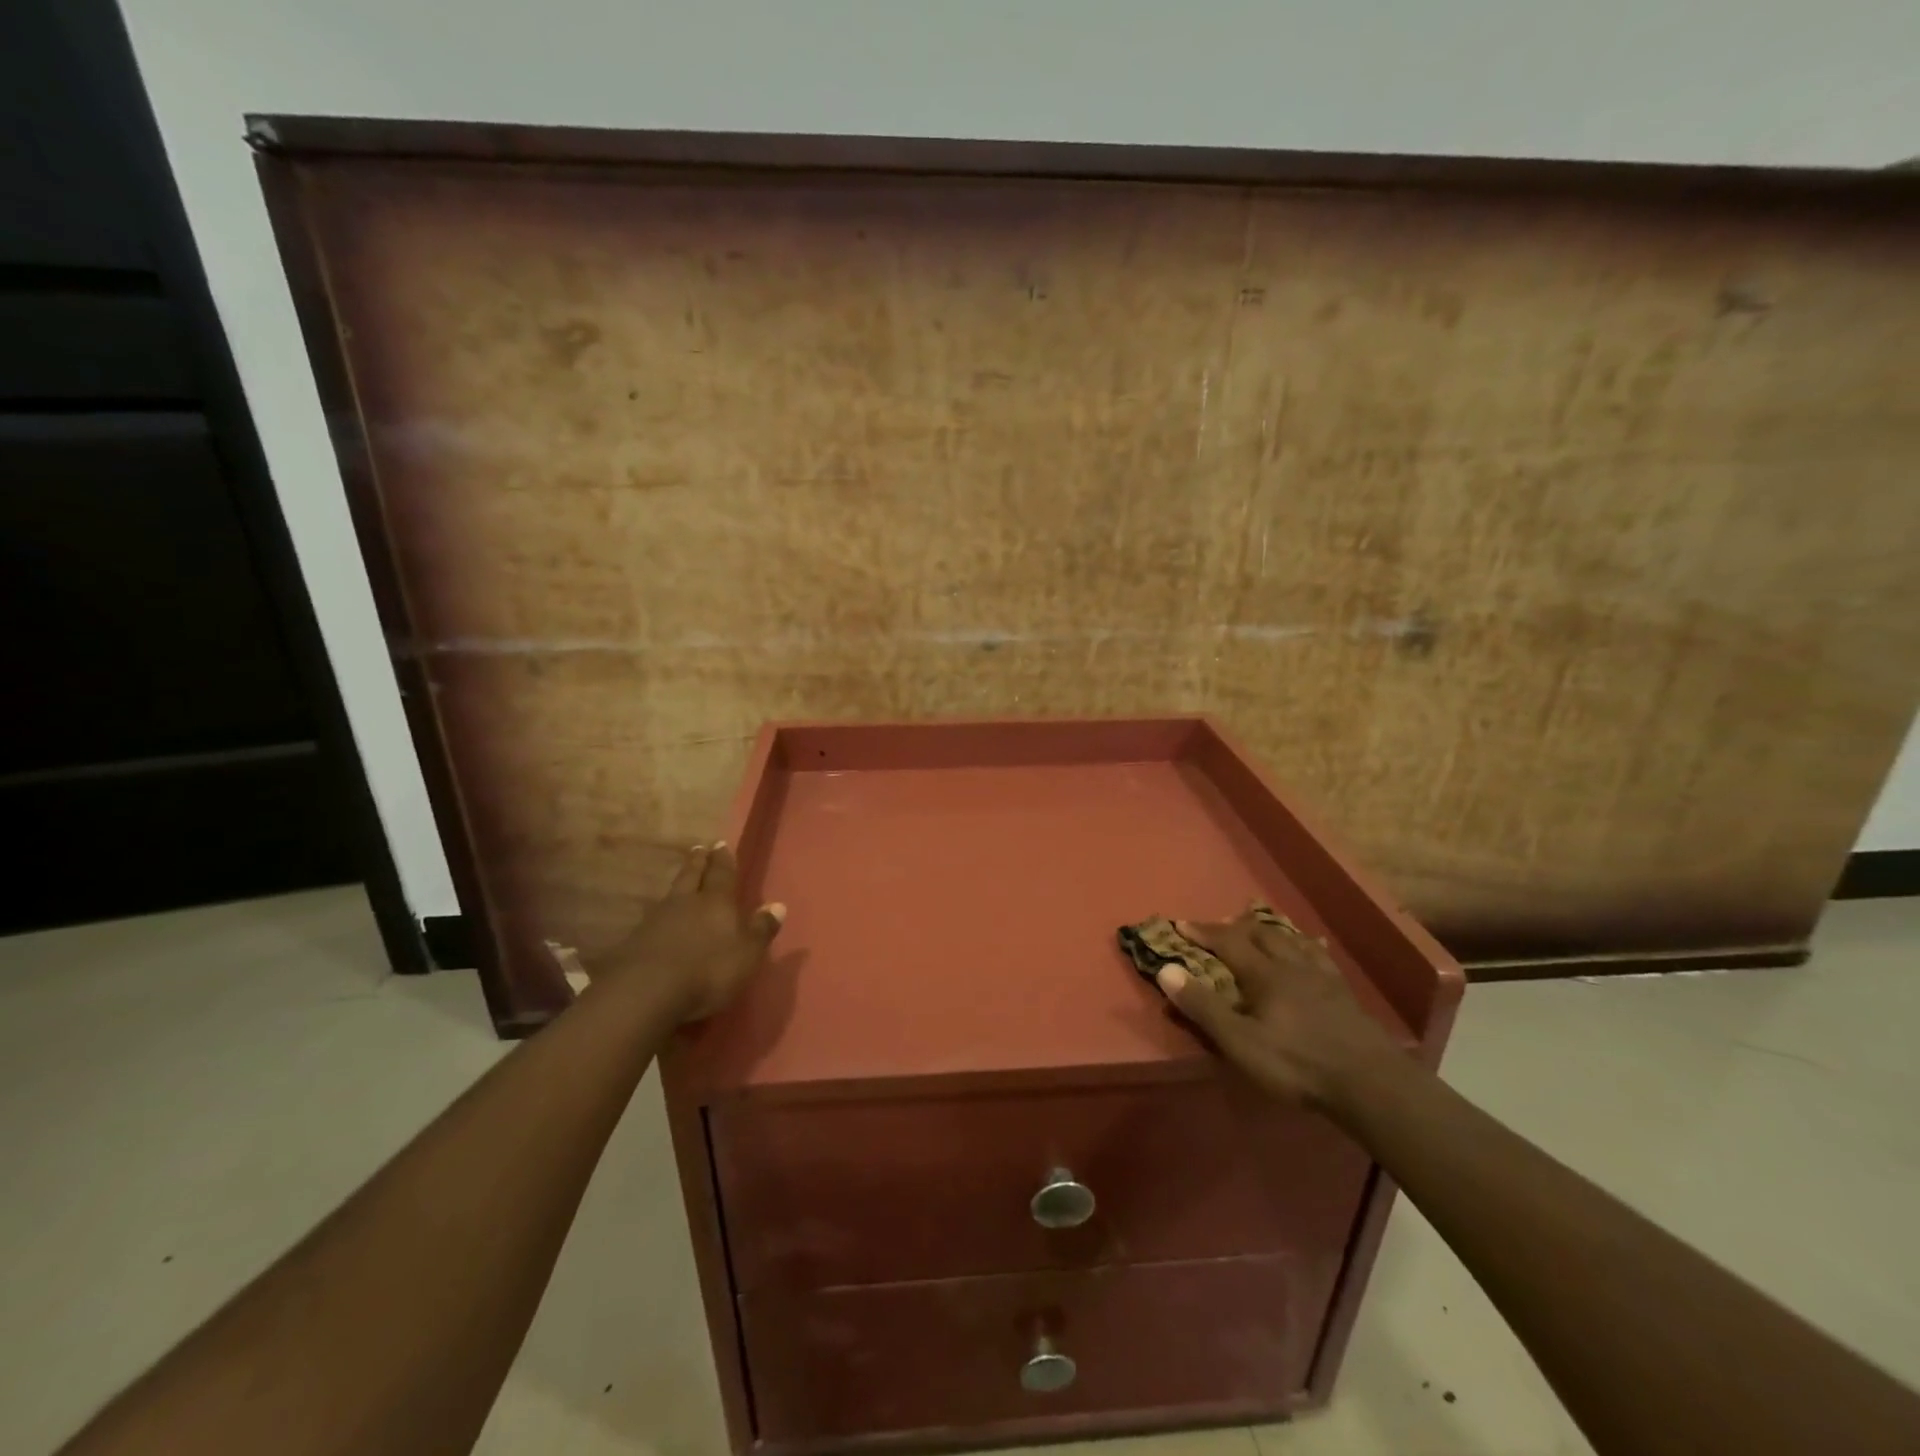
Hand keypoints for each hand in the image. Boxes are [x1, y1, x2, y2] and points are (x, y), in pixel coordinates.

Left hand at [594, 843, 784, 1021]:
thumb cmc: (708, 970)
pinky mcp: (635, 942)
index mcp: (716, 902)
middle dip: (697, 863)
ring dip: (678, 885)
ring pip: (670, 895)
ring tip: (681, 881)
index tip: (720, 844)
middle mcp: (685, 903)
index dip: (723, 859)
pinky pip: (653, 919)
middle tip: (699, 848)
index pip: (722, 874)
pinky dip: (660, 914)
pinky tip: (660, 920)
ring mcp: (656, 921)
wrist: (646, 992)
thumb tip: (778, 905)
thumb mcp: (747, 954)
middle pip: (691, 876)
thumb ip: (761, 929)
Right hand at [1154, 906, 1397, 1106]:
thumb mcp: (1240, 1042)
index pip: (1228, 942)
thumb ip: (1203, 1007)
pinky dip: (1307, 945)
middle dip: (1236, 926)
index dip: (1203, 932)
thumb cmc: (1298, 1064)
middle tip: (1220, 924)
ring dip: (1271, 930)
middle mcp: (1293, 966)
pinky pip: (1321, 956)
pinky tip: (1312, 947)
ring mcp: (1323, 978)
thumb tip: (1166, 969)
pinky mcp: (1345, 994)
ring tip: (1261, 925)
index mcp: (1265, 975)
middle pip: (1262, 934)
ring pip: (1293, 940)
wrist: (1372, 1084)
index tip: (1181, 924)